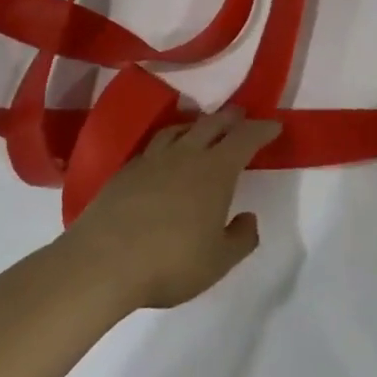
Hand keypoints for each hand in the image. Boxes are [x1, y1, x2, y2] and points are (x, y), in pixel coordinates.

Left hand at [61, 107, 281, 310]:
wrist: (103, 261)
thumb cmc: (170, 262)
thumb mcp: (218, 261)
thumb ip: (240, 239)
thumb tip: (248, 218)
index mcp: (215, 171)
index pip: (245, 139)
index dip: (262, 130)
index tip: (274, 125)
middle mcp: (186, 155)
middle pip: (211, 125)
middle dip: (230, 118)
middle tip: (240, 115)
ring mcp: (152, 159)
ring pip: (179, 130)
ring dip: (196, 124)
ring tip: (201, 127)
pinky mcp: (125, 171)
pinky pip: (154, 146)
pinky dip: (168, 142)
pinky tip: (164, 156)